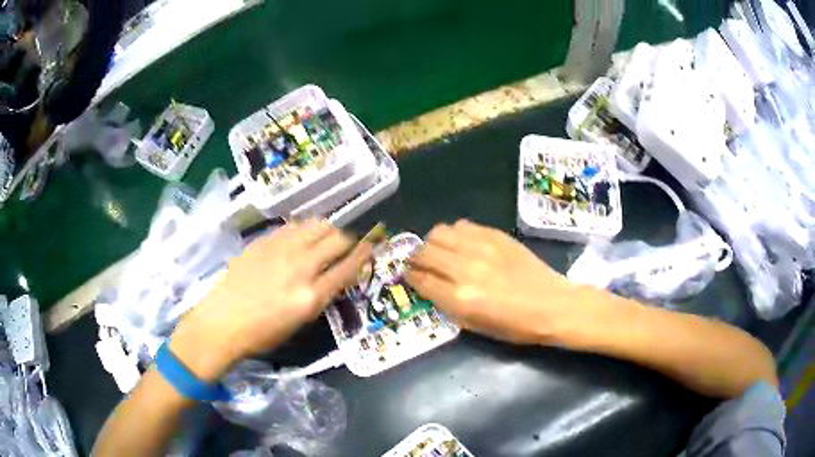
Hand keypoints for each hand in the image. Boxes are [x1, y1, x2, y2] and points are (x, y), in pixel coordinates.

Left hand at [171, 219, 370, 379]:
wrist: (222, 321)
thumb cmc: (262, 334)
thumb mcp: (299, 323)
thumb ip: (320, 296)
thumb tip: (333, 276)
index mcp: (311, 296)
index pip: (349, 267)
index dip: (364, 255)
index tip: (371, 248)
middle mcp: (301, 268)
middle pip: (338, 240)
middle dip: (348, 242)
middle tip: (344, 248)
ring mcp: (281, 250)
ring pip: (317, 225)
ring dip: (327, 230)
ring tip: (323, 239)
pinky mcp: (264, 241)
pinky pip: (294, 226)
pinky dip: (304, 230)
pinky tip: (299, 239)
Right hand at [407, 220, 581, 344]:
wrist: (552, 305)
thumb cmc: (516, 326)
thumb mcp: (476, 327)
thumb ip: (448, 306)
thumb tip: (429, 286)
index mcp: (461, 299)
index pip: (422, 279)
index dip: (410, 276)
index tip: (408, 275)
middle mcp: (466, 270)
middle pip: (425, 253)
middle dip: (416, 258)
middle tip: (420, 263)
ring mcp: (481, 248)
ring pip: (439, 233)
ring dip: (433, 243)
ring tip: (440, 251)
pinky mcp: (495, 235)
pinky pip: (462, 225)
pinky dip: (455, 233)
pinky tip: (461, 243)